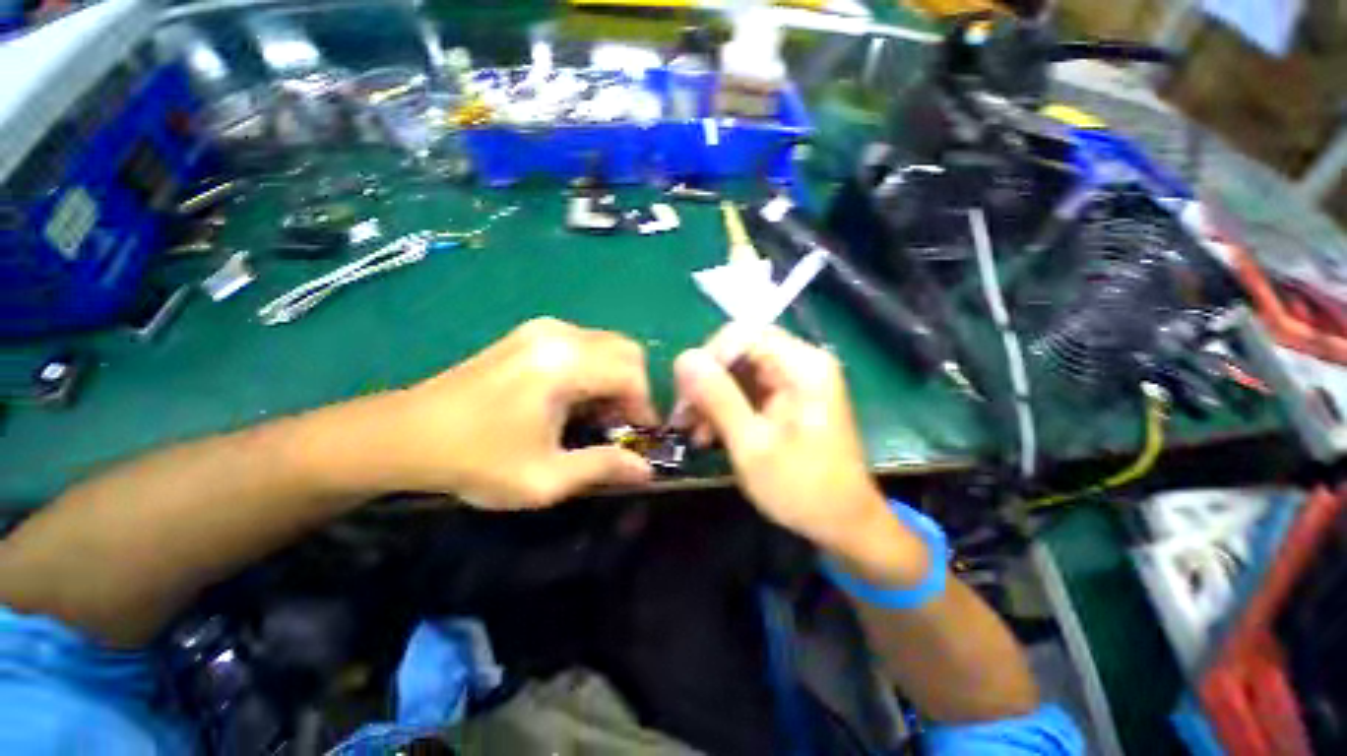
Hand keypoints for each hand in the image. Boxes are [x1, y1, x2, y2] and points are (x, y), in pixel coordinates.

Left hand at [372, 318, 656, 507]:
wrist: (406, 434)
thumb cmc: (475, 459)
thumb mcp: (544, 477)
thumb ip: (603, 468)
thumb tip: (646, 471)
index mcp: (563, 365)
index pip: (632, 374)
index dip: (645, 407)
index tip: (638, 437)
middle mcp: (559, 335)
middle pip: (627, 351)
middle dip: (634, 390)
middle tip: (619, 424)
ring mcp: (543, 328)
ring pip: (608, 345)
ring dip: (615, 379)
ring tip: (596, 416)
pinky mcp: (531, 333)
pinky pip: (585, 344)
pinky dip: (595, 369)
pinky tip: (575, 399)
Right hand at [674, 326, 926, 584]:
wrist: (844, 524)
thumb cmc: (802, 489)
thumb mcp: (752, 445)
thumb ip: (718, 398)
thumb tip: (683, 358)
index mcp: (802, 366)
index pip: (741, 335)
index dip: (708, 359)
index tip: (686, 395)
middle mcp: (801, 363)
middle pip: (738, 350)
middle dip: (706, 381)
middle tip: (683, 416)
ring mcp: (794, 380)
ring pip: (738, 371)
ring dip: (711, 397)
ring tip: (691, 431)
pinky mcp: (787, 397)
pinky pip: (746, 389)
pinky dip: (724, 408)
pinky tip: (708, 433)